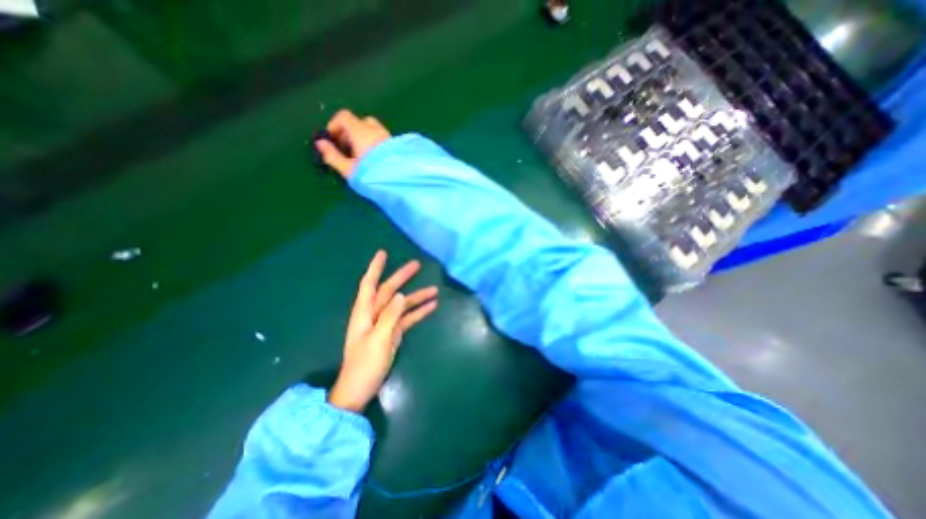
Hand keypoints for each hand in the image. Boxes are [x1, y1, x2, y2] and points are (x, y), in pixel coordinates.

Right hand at [317, 110, 391, 178]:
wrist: (401, 182)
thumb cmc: (372, 176)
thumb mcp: (349, 169)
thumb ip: (333, 155)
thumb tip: (320, 144)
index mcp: (361, 131)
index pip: (344, 117)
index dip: (334, 125)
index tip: (332, 140)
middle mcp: (375, 130)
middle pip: (359, 122)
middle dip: (349, 132)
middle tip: (346, 149)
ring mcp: (387, 136)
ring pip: (372, 129)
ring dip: (362, 137)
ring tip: (360, 155)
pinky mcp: (396, 145)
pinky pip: (381, 137)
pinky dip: (373, 141)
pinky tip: (373, 158)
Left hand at [327, 250, 437, 411]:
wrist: (360, 389)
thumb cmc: (364, 365)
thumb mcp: (377, 339)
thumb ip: (390, 316)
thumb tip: (402, 295)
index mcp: (364, 312)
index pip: (369, 284)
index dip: (375, 268)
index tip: (383, 253)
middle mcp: (374, 314)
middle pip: (389, 291)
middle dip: (402, 277)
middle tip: (417, 265)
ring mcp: (385, 323)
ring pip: (402, 304)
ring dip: (417, 297)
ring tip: (434, 289)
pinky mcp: (393, 333)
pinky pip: (407, 318)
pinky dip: (418, 312)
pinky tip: (431, 307)